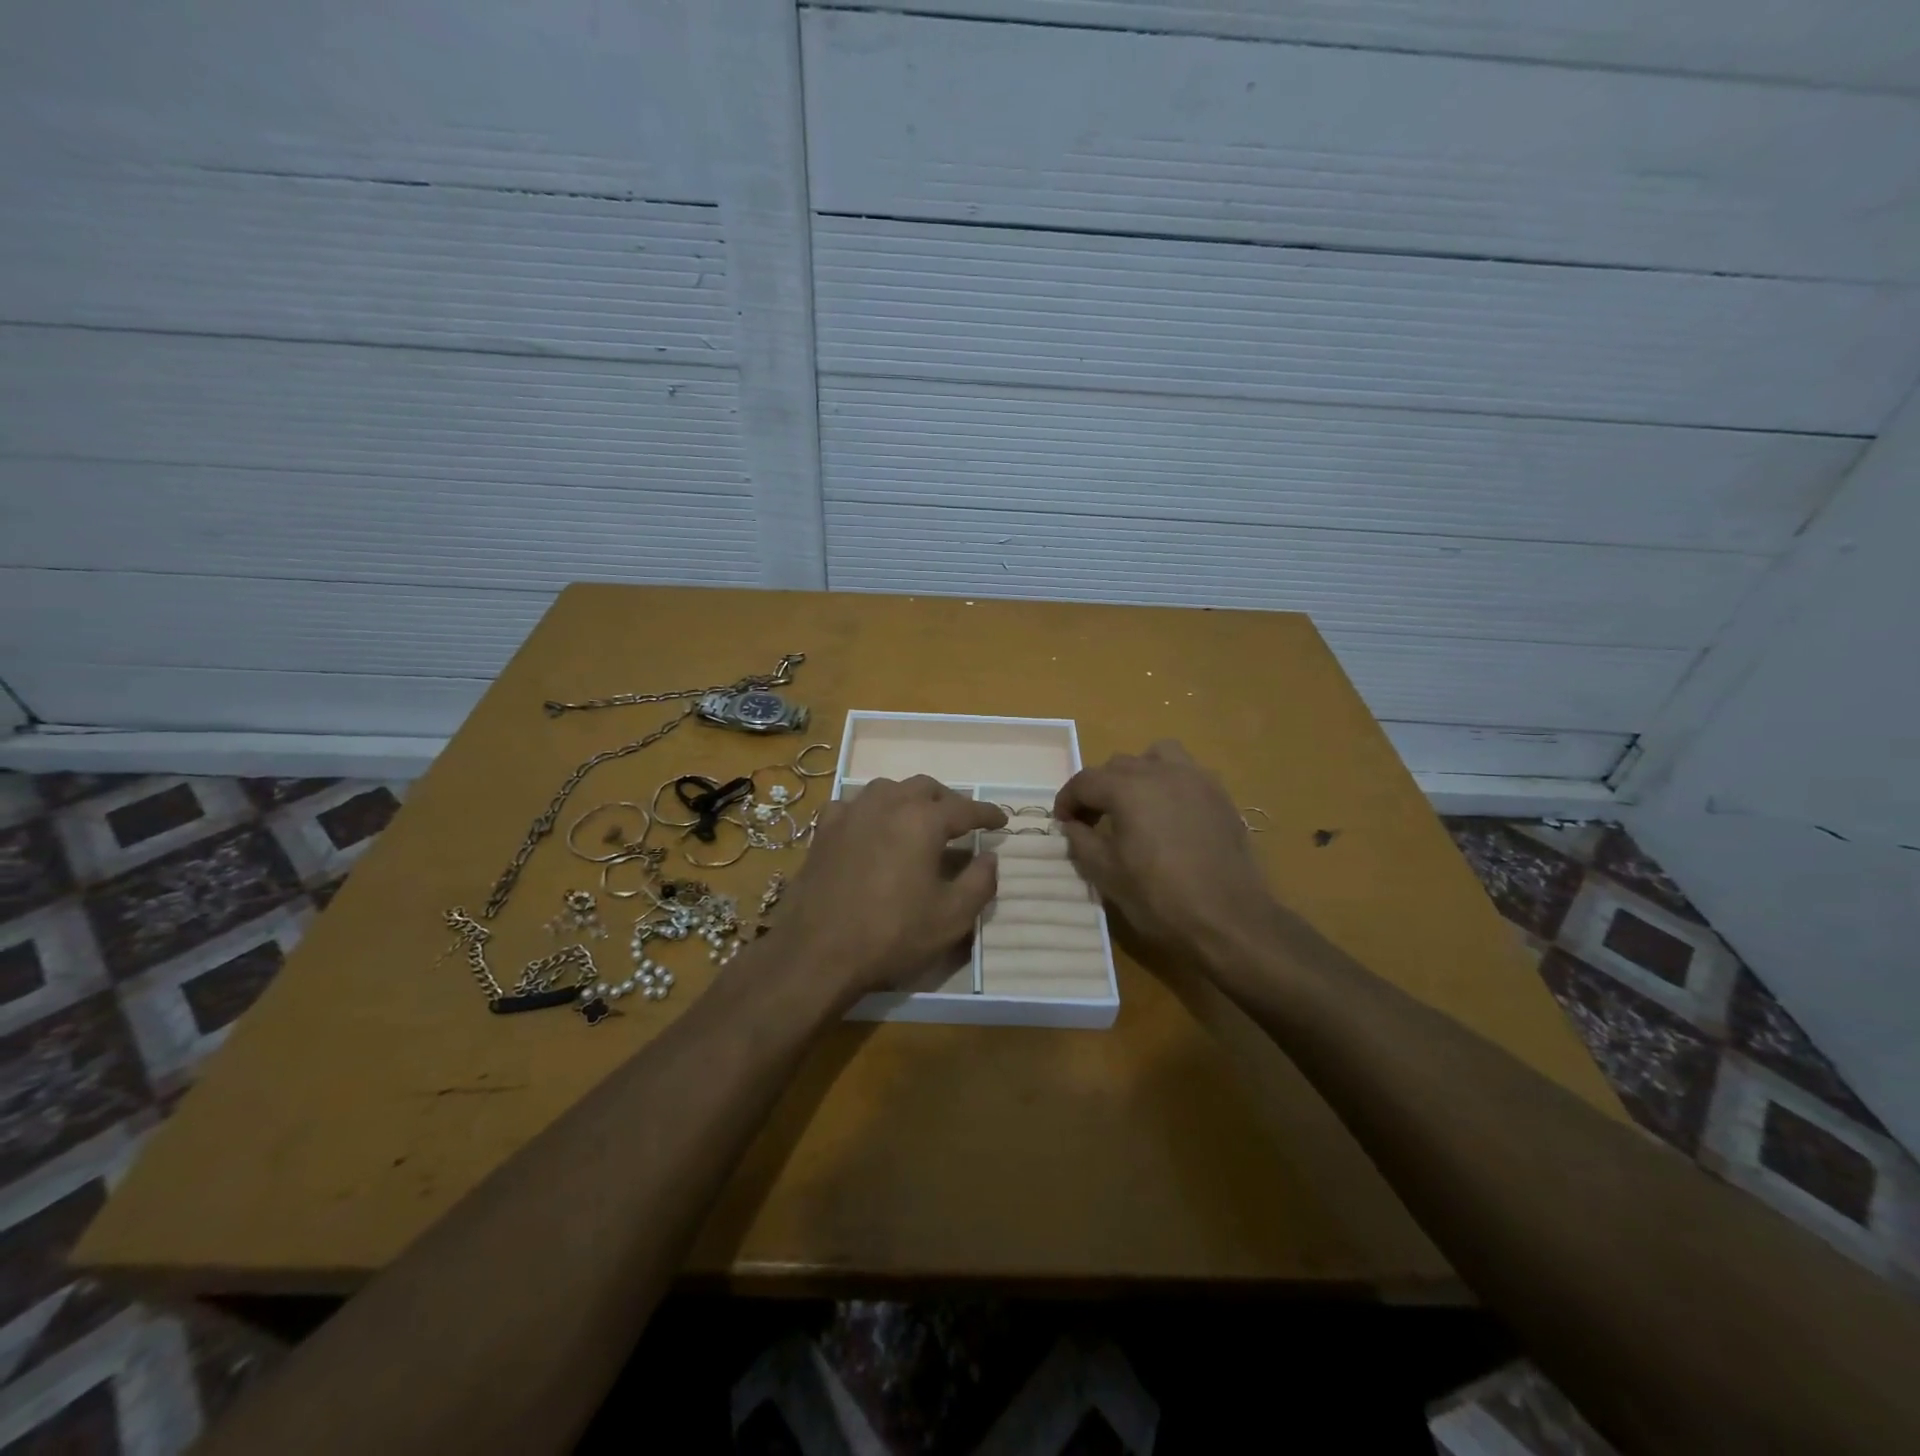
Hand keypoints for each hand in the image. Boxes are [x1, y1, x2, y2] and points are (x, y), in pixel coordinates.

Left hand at [772, 776, 1005, 1006]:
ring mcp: (851, 813)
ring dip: (909, 799)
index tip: (1002, 821)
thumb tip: (989, 857)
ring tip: (918, 820)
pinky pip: (853, 805)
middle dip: (948, 800)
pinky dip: (870, 810)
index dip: (987, 814)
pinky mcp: (824, 830)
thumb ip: (980, 882)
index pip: (965, 808)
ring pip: (888, 789)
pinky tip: (870, 827)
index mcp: (923, 820)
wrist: (817, 952)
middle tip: (961, 821)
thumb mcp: (952, 917)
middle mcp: (887, 804)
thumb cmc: (892, 934)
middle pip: (925, 788)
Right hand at [1054, 741, 1275, 962]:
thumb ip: (1081, 841)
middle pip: (1118, 765)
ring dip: (1138, 773)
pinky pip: (1187, 773)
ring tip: (1136, 803)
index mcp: (1128, 789)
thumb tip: (1073, 825)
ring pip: (1157, 756)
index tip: (1063, 823)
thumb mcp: (1107, 874)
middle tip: (1094, 821)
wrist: (1229, 919)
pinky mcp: (1220, 795)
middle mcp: (1161, 772)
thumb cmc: (1160, 898)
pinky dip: (1170, 783)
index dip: (1067, 800)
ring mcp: (1196, 779)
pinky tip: (1169, 815)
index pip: (1084, 781)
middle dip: (1099, 788)